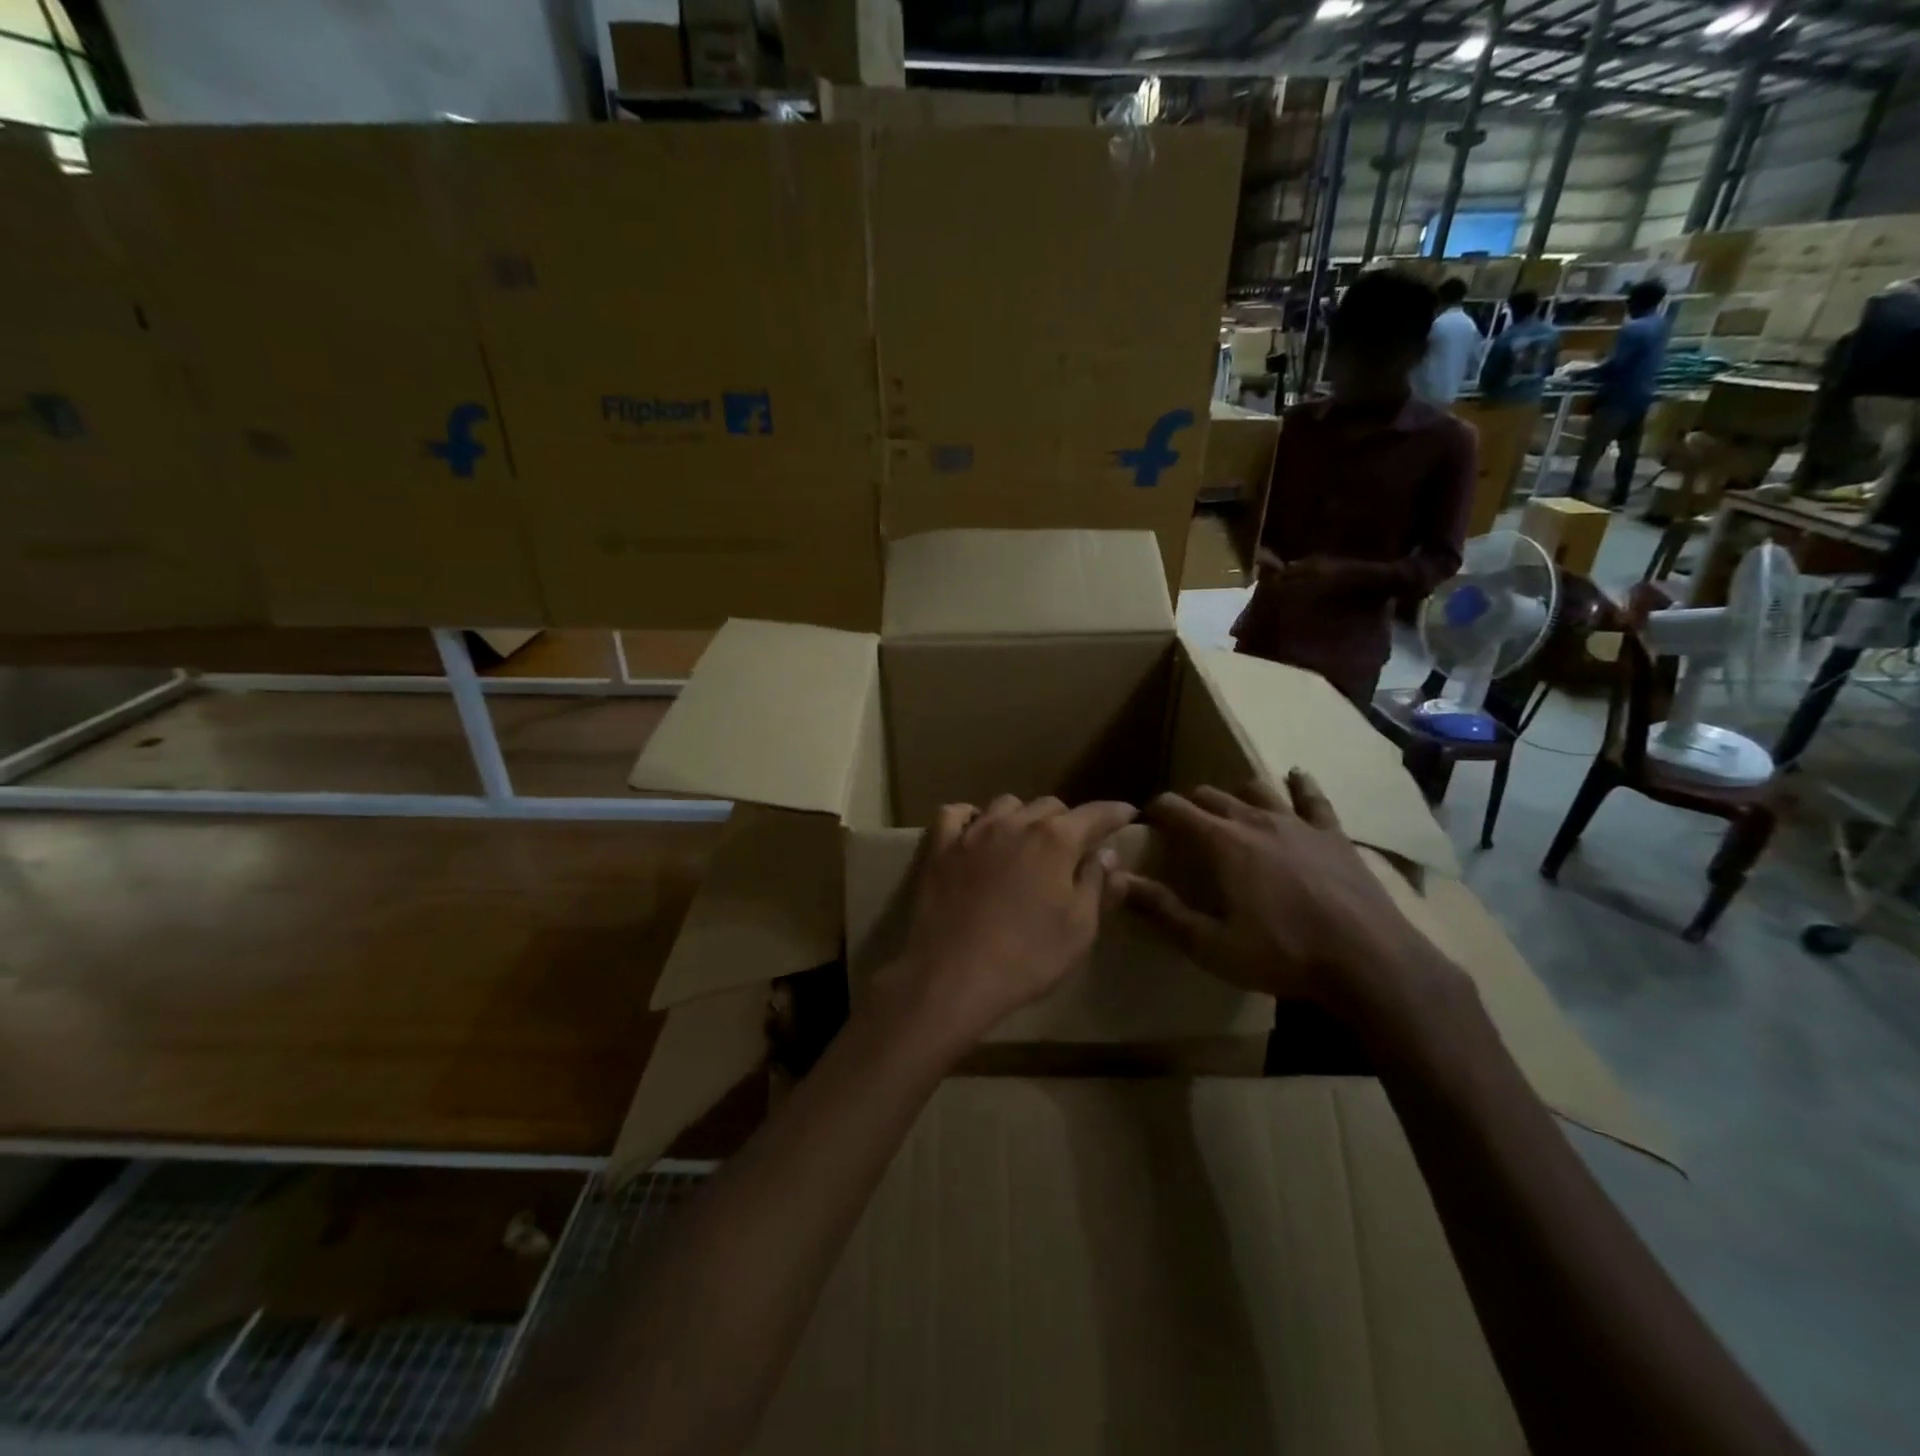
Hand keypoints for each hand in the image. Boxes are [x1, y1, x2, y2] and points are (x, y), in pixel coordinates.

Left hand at [891, 795, 1136, 1049]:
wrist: (953, 975)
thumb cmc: (1027, 957)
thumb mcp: (1079, 929)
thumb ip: (1097, 885)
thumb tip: (1107, 854)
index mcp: (1056, 841)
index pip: (1094, 814)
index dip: (1114, 813)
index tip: (1126, 814)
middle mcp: (1015, 824)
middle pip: (1049, 805)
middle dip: (1066, 820)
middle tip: (1071, 845)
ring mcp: (972, 832)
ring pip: (1005, 805)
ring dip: (1021, 817)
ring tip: (1023, 839)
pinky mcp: (938, 847)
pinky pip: (954, 815)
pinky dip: (969, 817)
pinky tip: (973, 832)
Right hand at [1113, 774, 1431, 1015]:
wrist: (1367, 960)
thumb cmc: (1282, 954)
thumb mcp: (1210, 944)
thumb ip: (1162, 910)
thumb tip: (1117, 881)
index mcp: (1221, 842)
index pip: (1174, 808)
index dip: (1154, 811)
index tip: (1145, 823)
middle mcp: (1254, 820)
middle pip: (1211, 795)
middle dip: (1190, 805)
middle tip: (1182, 827)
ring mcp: (1297, 823)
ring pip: (1256, 789)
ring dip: (1236, 794)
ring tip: (1230, 810)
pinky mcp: (1332, 834)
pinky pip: (1313, 798)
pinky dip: (1299, 785)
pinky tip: (1296, 776)